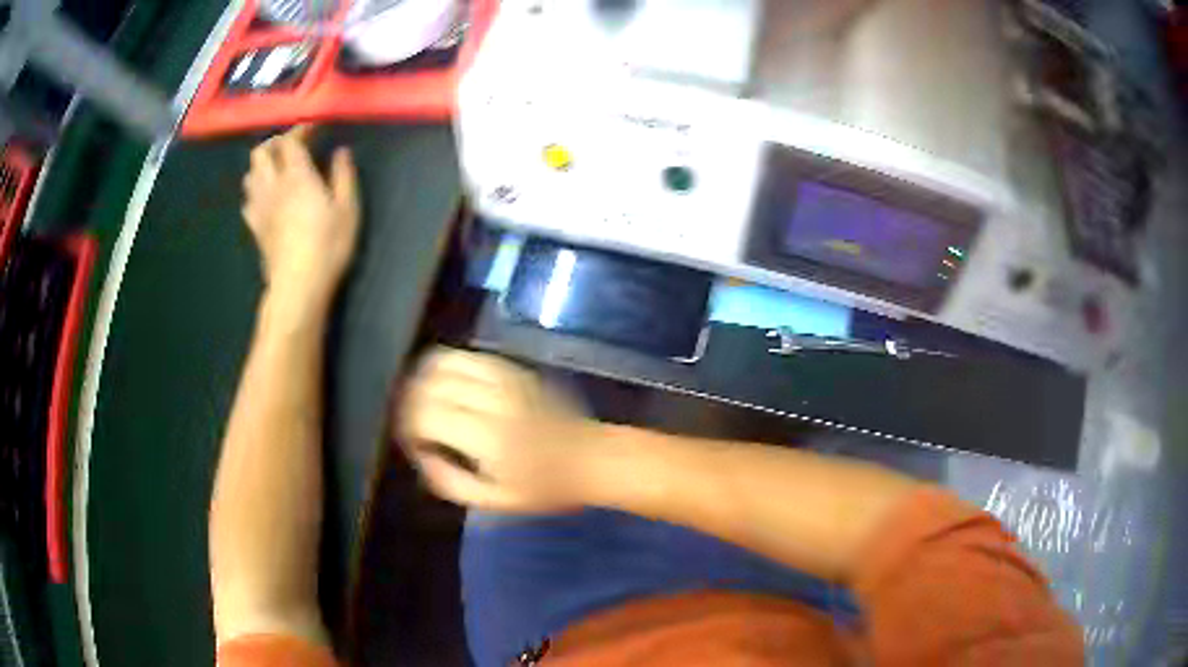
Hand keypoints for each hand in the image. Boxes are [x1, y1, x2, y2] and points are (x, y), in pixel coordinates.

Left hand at [242, 126, 358, 310]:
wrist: (297, 285)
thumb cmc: (327, 246)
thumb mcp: (348, 209)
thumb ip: (343, 176)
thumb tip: (341, 152)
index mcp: (297, 176)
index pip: (290, 141)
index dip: (301, 130)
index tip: (314, 129)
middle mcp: (273, 185)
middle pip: (261, 153)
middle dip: (275, 143)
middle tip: (291, 146)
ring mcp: (259, 207)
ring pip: (250, 174)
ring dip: (262, 165)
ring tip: (277, 169)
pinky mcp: (254, 227)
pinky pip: (247, 200)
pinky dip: (255, 191)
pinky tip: (266, 197)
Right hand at [398, 347, 601, 512]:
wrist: (590, 457)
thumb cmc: (544, 488)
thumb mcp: (494, 501)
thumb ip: (449, 481)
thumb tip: (420, 453)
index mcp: (490, 439)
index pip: (426, 415)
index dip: (408, 427)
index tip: (414, 443)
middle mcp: (494, 401)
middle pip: (428, 385)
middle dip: (411, 403)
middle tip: (416, 424)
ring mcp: (504, 379)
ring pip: (442, 362)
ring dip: (424, 380)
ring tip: (426, 402)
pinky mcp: (512, 368)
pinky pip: (466, 355)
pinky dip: (446, 365)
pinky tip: (446, 385)